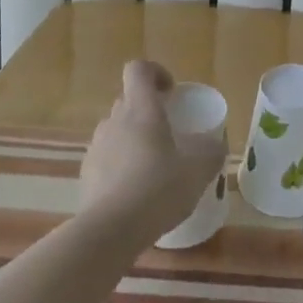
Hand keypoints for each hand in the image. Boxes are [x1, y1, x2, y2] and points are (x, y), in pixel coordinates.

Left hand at [78, 61, 223, 241]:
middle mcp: (114, 121)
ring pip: (116, 130)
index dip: (155, 73)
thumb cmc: (157, 189)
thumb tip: (217, 145)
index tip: (171, 92)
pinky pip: (106, 159)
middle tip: (169, 134)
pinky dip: (119, 167)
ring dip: (132, 139)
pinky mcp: (85, 176)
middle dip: (147, 111)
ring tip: (152, 167)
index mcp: (141, 109)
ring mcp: (96, 148)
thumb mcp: (198, 170)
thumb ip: (212, 152)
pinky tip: (135, 194)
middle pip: (128, 101)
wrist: (109, 233)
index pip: (138, 70)